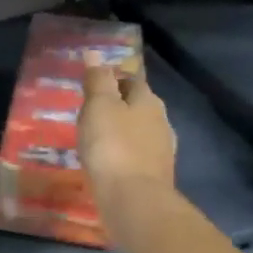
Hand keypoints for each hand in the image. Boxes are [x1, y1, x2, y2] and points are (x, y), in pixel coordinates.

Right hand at [79, 49, 176, 204]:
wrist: (134, 199)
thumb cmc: (112, 146)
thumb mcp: (99, 107)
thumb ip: (97, 80)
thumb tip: (94, 53)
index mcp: (148, 100)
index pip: (132, 80)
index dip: (113, 80)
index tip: (93, 87)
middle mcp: (161, 121)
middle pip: (139, 107)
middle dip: (119, 107)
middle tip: (92, 114)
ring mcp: (161, 151)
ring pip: (139, 133)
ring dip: (122, 133)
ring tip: (98, 140)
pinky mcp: (155, 175)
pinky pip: (137, 157)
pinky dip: (124, 156)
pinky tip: (110, 164)